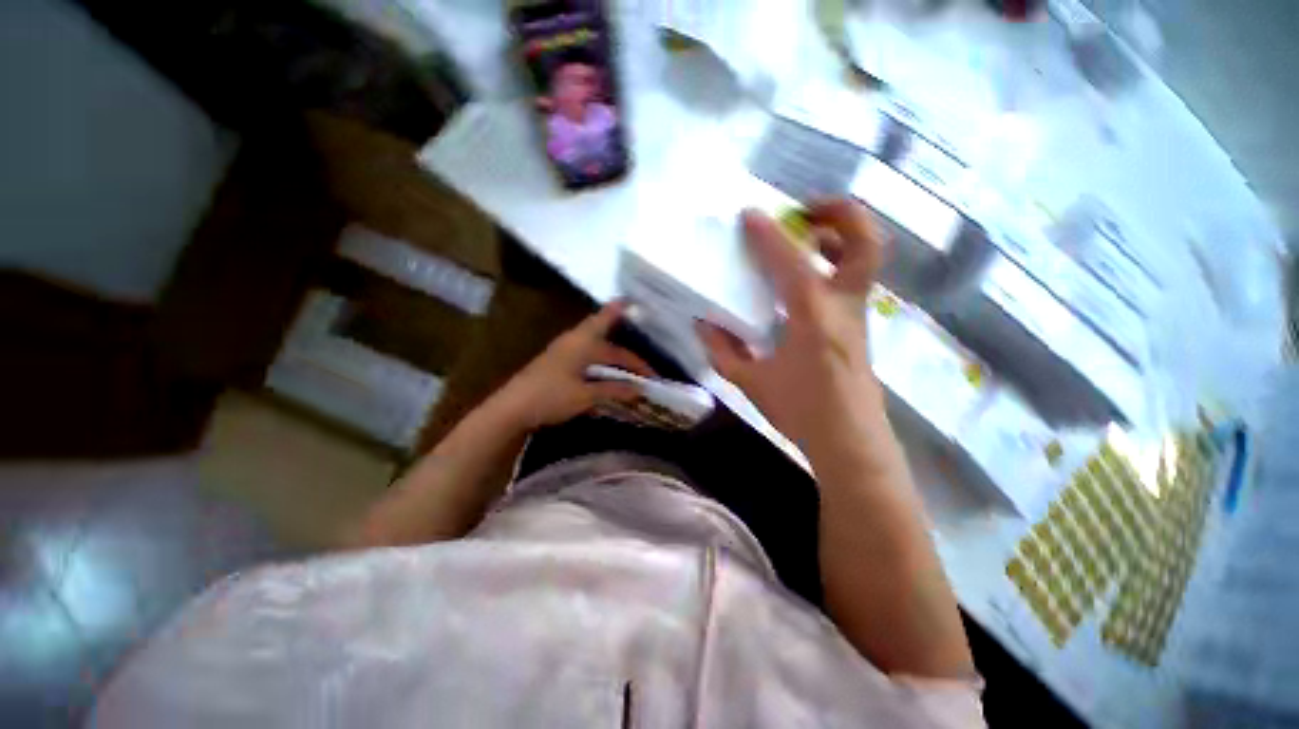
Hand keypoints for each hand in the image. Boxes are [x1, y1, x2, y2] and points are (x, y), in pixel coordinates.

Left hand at [498, 301, 654, 429]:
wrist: (511, 409)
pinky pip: (586, 365)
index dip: (618, 311)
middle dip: (627, 358)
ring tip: (630, 375)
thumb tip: (639, 389)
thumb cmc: (551, 396)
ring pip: (596, 355)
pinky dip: (599, 374)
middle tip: (646, 371)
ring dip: (613, 365)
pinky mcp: (557, 368)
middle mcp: (574, 344)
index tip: (631, 301)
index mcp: (582, 343)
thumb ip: (613, 390)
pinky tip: (605, 388)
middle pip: (607, 346)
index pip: (605, 322)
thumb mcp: (585, 395)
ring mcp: (563, 355)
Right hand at [697, 200, 886, 453]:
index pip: (790, 262)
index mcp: (812, 316)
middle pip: (863, 242)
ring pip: (865, 257)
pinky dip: (833, 263)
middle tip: (805, 210)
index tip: (749, 215)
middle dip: (838, 212)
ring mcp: (857, 313)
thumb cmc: (800, 411)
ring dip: (839, 235)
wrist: (850, 440)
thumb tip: (703, 324)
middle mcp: (842, 305)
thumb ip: (722, 350)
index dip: (768, 235)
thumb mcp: (750, 381)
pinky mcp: (858, 324)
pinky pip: (852, 279)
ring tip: (805, 236)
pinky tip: (804, 279)